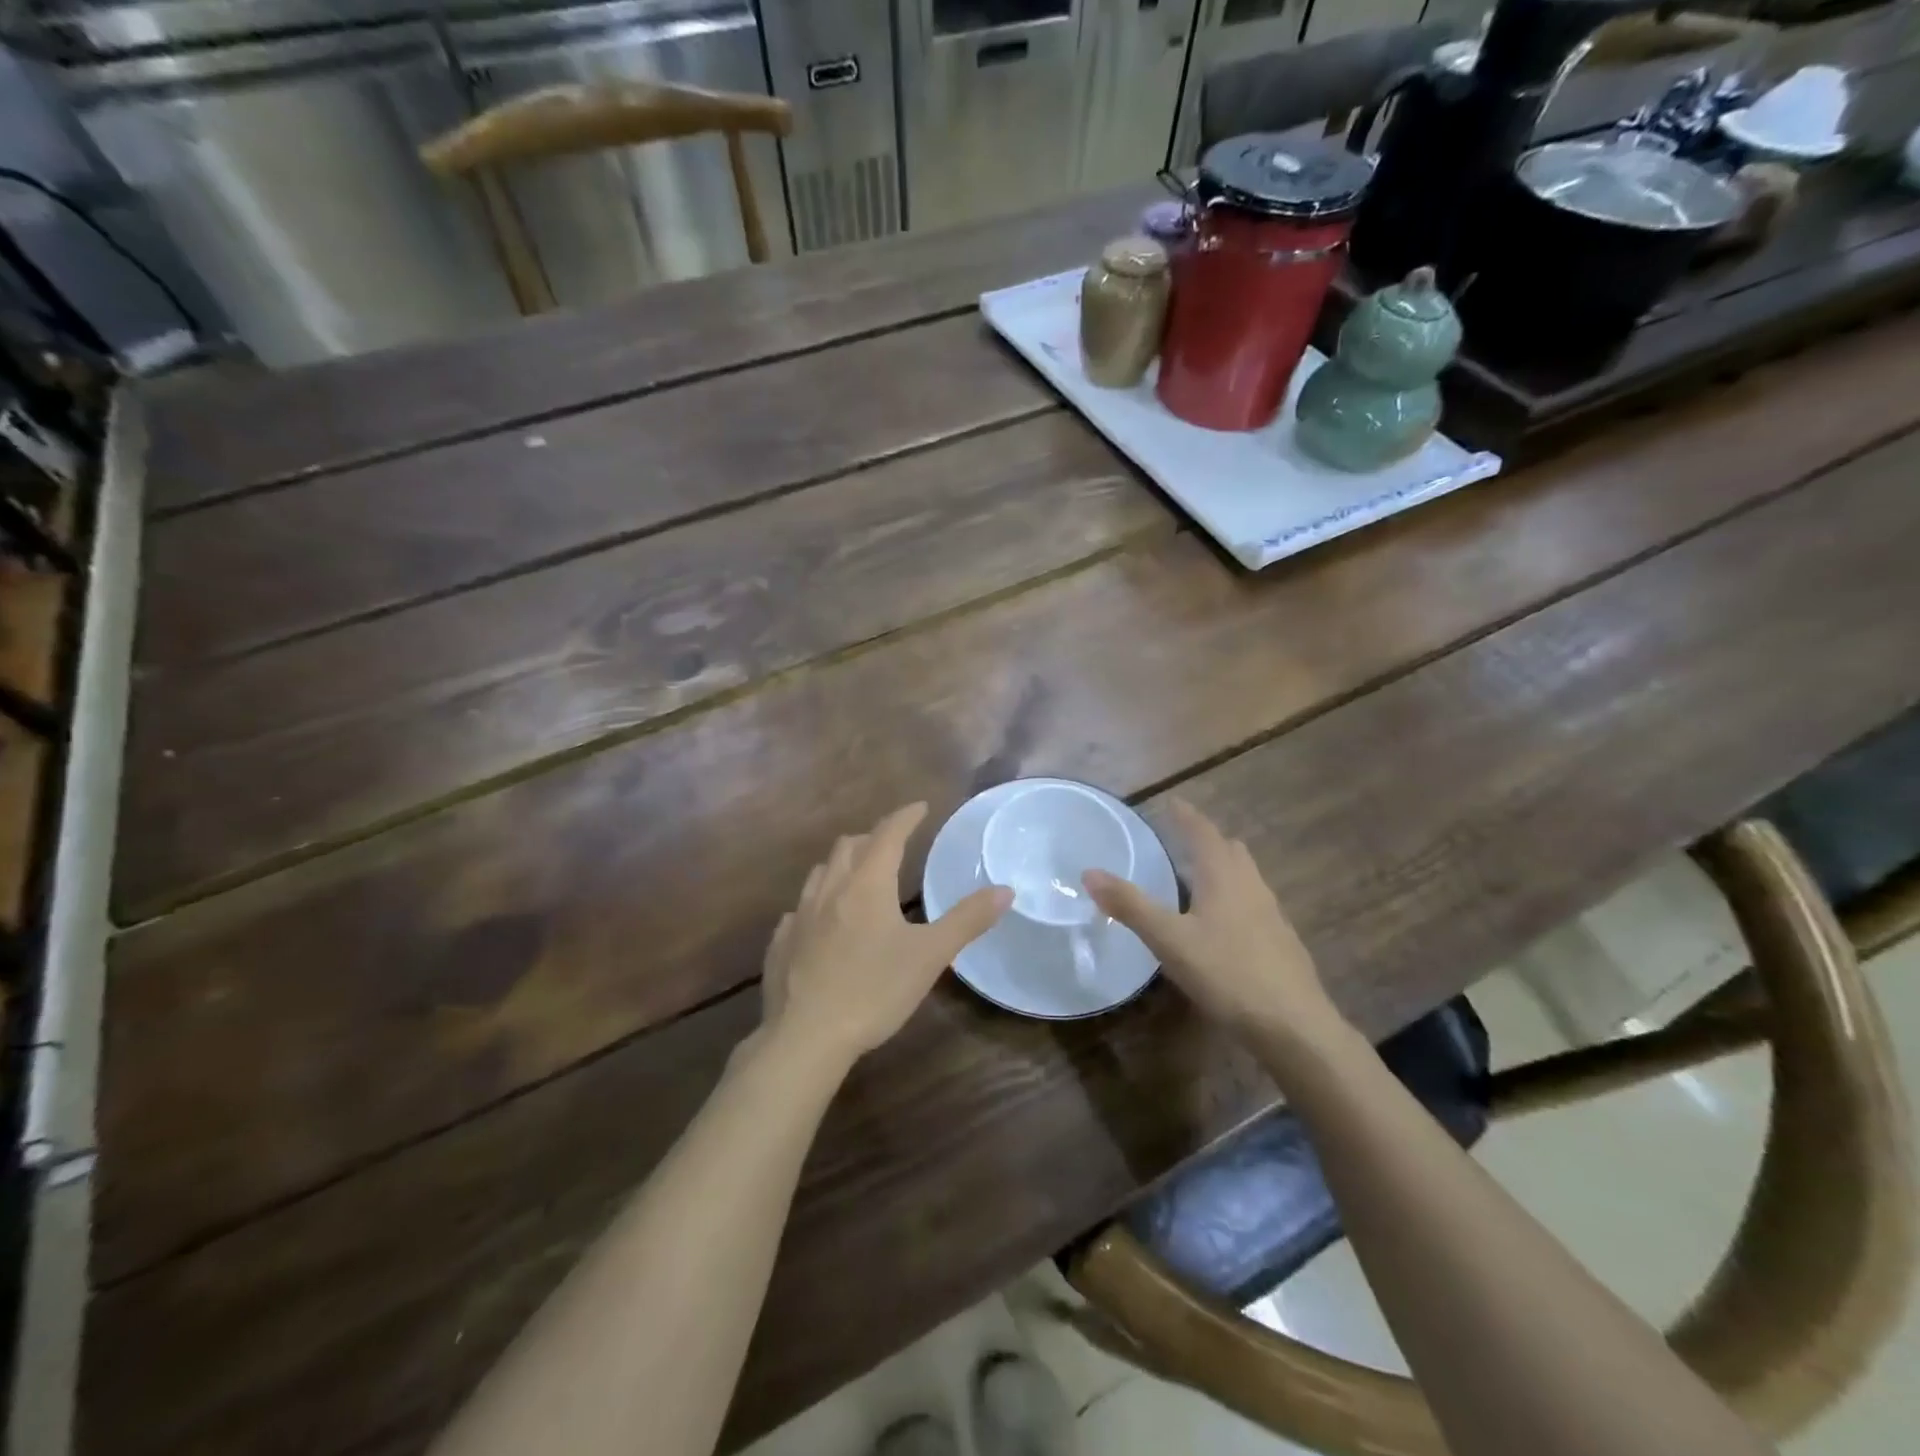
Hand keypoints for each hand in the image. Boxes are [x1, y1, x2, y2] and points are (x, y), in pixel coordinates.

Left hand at [761, 803, 1010, 1070]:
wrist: (805, 1037)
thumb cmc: (874, 990)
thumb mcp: (930, 955)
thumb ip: (967, 920)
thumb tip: (1005, 890)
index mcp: (867, 884)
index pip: (888, 834)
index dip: (905, 816)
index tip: (920, 807)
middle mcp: (830, 889)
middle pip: (849, 846)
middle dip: (873, 837)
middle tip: (893, 844)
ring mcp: (799, 915)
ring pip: (820, 873)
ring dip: (842, 864)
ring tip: (858, 876)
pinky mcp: (781, 943)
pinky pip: (799, 909)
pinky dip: (817, 903)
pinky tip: (822, 922)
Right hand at [1084, 799, 1342, 1038]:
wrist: (1293, 1025)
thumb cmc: (1227, 973)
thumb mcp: (1169, 940)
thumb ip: (1130, 906)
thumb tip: (1089, 872)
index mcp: (1224, 876)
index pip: (1203, 833)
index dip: (1186, 816)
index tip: (1173, 802)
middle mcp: (1251, 886)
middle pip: (1230, 851)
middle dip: (1207, 840)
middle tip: (1182, 839)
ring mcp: (1271, 914)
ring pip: (1245, 877)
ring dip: (1222, 868)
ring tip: (1197, 878)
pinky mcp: (1281, 941)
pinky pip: (1253, 904)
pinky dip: (1233, 897)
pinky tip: (1220, 924)